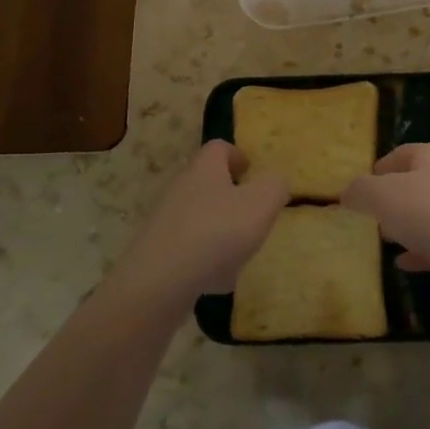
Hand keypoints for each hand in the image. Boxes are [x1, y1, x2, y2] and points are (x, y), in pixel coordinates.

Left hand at [117, 141, 289, 302]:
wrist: (159, 281)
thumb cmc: (216, 232)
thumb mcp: (261, 204)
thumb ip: (274, 186)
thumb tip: (274, 181)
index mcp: (205, 169)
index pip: (219, 148)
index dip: (237, 155)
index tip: (251, 171)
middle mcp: (180, 187)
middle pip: (206, 181)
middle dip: (229, 195)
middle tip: (251, 212)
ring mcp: (164, 220)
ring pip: (198, 216)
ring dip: (218, 228)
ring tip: (239, 252)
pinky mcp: (155, 250)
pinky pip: (187, 247)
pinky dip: (203, 257)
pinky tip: (216, 279)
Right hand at [341, 144, 429, 280]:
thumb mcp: (384, 198)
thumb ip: (361, 191)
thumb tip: (349, 192)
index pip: (401, 154)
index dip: (380, 168)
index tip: (364, 188)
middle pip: (418, 182)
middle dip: (394, 199)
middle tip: (375, 217)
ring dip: (410, 225)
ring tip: (389, 240)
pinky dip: (425, 249)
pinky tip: (408, 263)